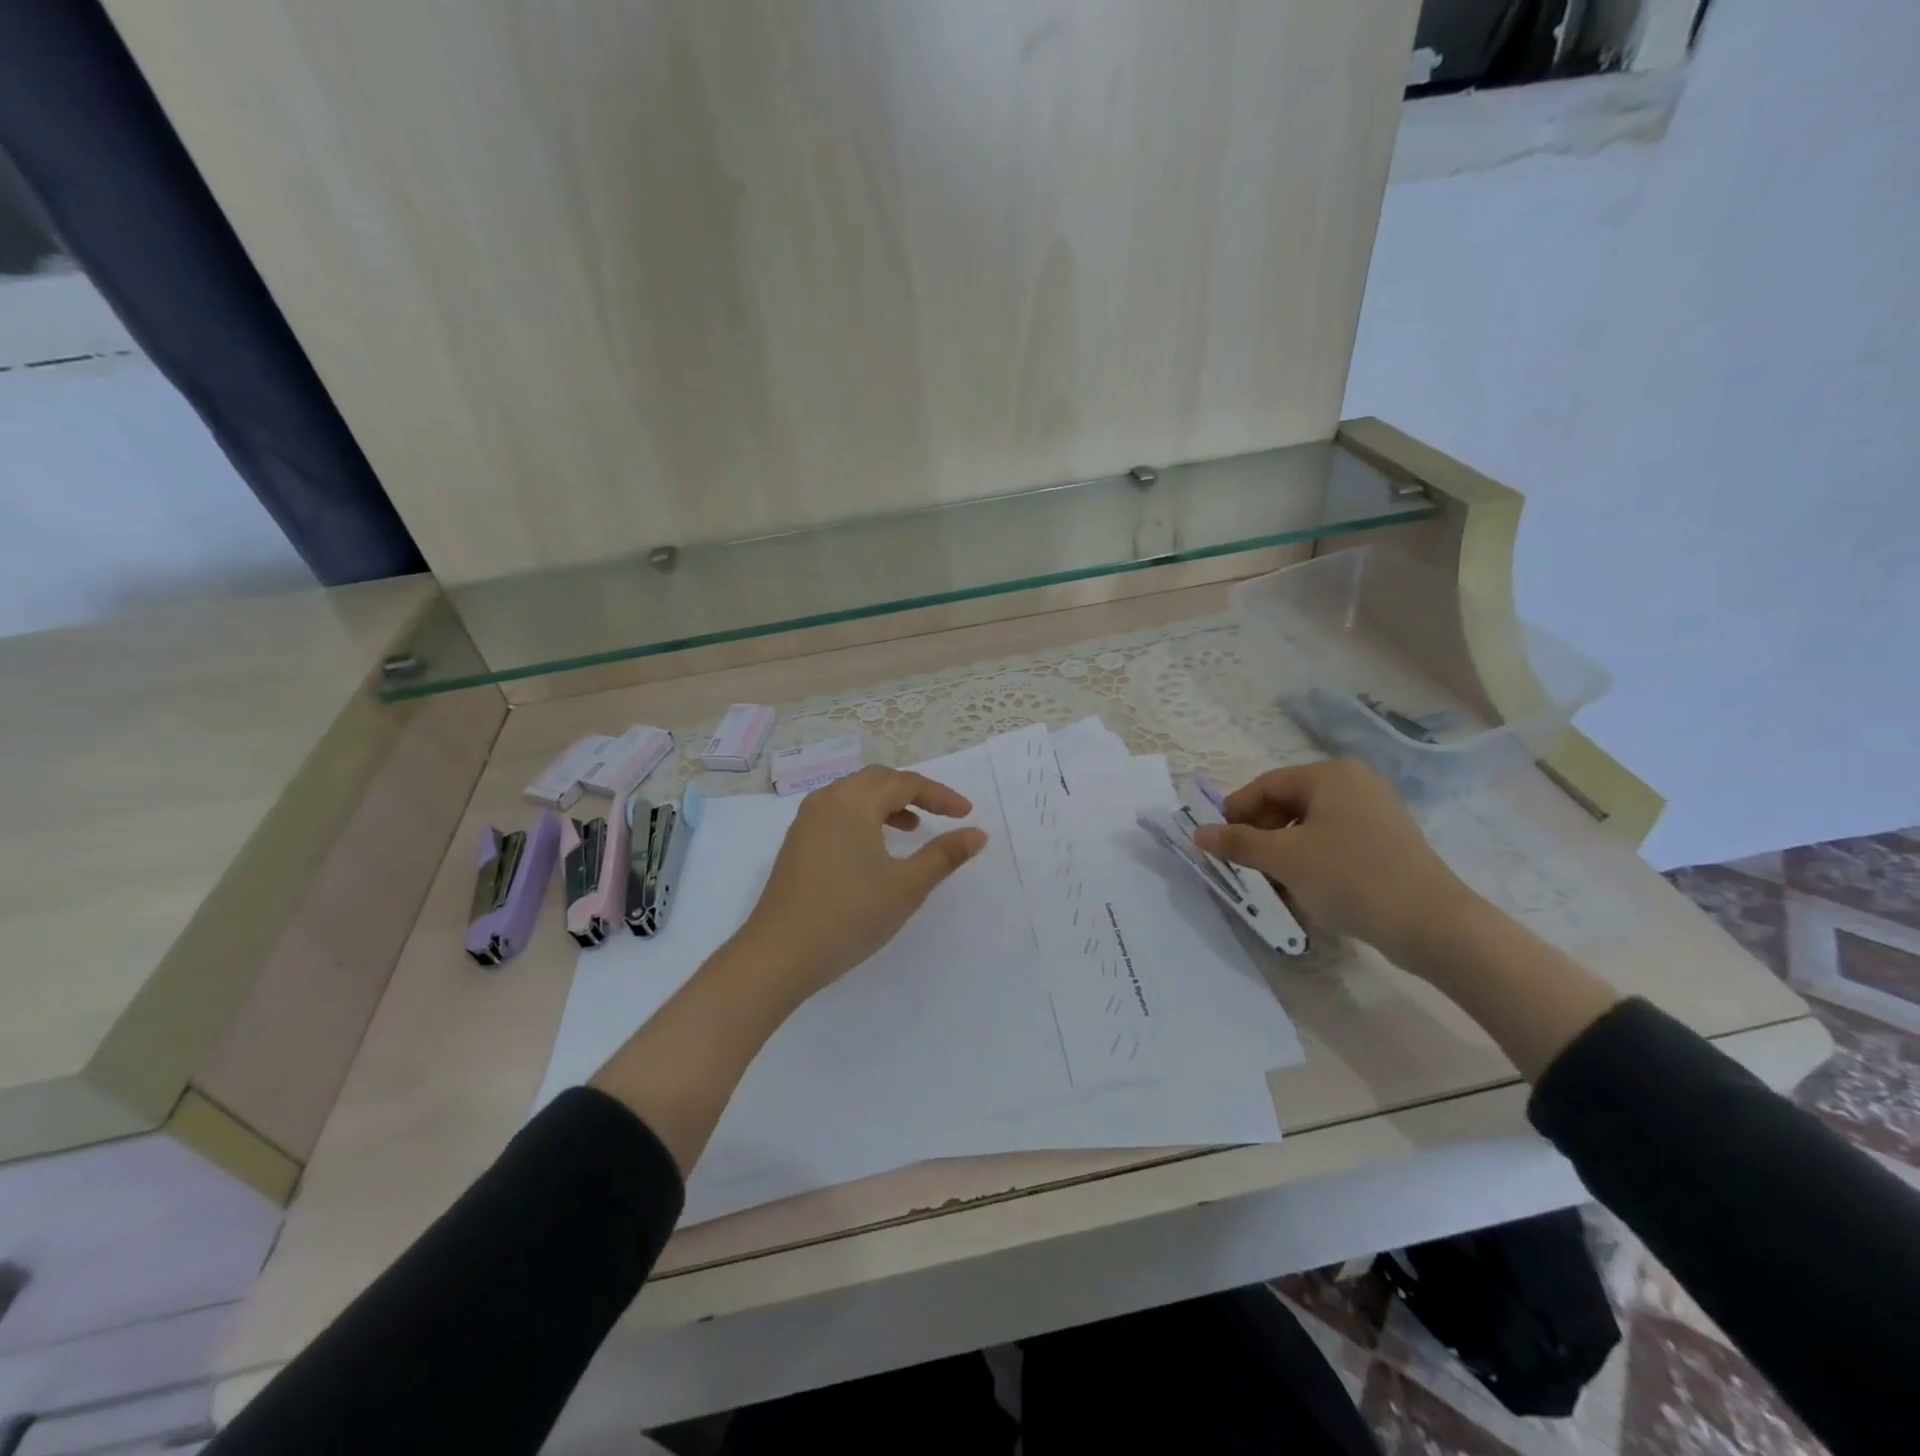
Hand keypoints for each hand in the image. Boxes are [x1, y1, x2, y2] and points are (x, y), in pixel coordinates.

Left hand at [733, 766, 987, 1007]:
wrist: (778, 955)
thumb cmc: (849, 915)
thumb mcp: (906, 887)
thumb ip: (944, 855)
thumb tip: (977, 834)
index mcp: (853, 801)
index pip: (905, 783)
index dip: (940, 795)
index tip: (967, 814)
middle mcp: (827, 800)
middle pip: (877, 780)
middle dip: (913, 792)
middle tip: (941, 813)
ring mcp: (806, 821)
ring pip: (855, 796)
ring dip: (887, 804)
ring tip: (912, 828)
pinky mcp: (796, 843)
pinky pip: (838, 813)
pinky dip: (864, 818)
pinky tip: (875, 849)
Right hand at [1193, 759, 1472, 962]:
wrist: (1432, 924)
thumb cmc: (1350, 877)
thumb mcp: (1284, 859)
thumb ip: (1237, 843)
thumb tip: (1197, 833)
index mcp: (1330, 774)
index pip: (1265, 785)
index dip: (1235, 812)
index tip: (1216, 843)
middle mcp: (1354, 783)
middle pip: (1287, 802)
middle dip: (1259, 832)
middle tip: (1242, 863)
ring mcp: (1375, 811)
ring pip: (1309, 823)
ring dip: (1282, 848)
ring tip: (1271, 878)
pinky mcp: (1387, 840)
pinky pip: (1333, 839)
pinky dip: (1310, 856)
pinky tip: (1304, 884)